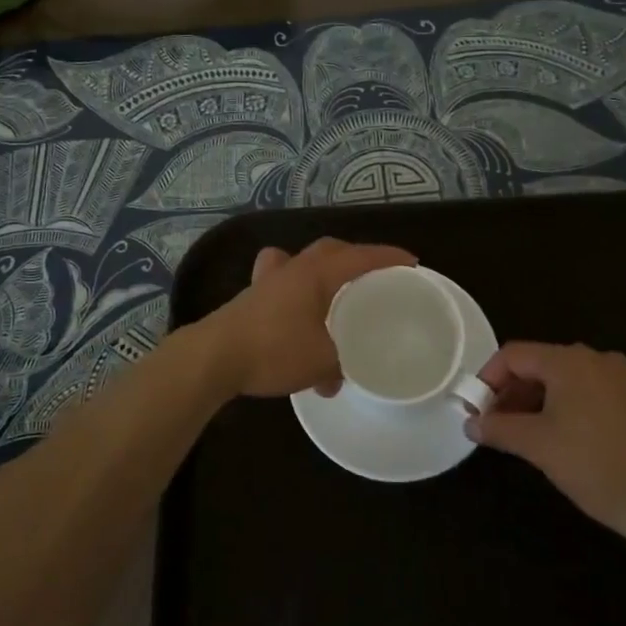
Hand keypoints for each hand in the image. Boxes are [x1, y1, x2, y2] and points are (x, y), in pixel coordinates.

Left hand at [192, 238, 415, 398]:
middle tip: (374, 274)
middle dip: (354, 257)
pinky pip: (278, 280)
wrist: (215, 356)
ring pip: (301, 260)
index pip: (359, 257)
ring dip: (321, 269)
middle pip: (329, 250)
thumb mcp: (320, 361)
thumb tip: (337, 376)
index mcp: (316, 274)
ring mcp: (268, 280)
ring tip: (334, 288)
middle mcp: (293, 268)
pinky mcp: (250, 297)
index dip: (387, 257)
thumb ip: (337, 365)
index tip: (410, 261)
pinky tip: (295, 310)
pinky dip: (294, 288)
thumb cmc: (273, 349)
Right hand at [466, 342, 625, 545]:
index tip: (478, 407)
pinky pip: (594, 393)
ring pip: (568, 379)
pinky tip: (570, 439)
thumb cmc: (593, 466)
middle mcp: (597, 358)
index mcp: (568, 360)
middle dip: (515, 391)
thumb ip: (499, 428)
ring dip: (541, 400)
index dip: (489, 377)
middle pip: (542, 364)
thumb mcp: (537, 446)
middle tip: (500, 423)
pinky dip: (572, 407)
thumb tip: (471, 424)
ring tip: (530, 434)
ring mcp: (624, 378)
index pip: (514, 354)